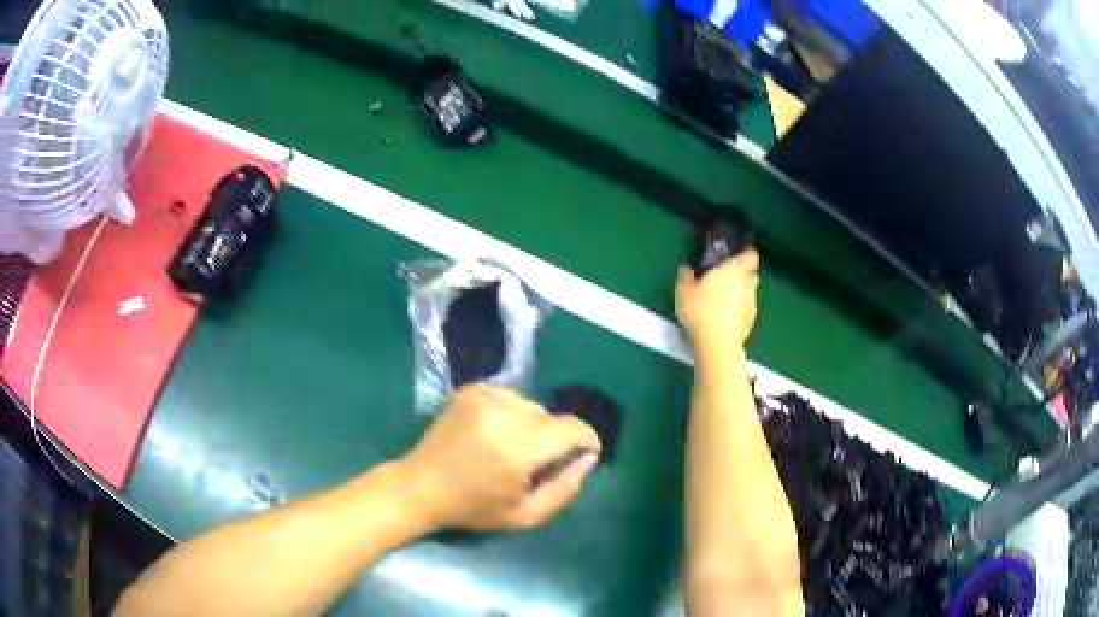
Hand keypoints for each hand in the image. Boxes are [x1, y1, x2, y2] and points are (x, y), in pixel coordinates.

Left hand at [399, 386, 600, 531]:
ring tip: (513, 447)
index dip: (587, 438)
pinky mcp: (469, 391)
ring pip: (530, 405)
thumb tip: (588, 459)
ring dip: (532, 424)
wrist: (420, 486)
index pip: (570, 428)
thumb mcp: (525, 515)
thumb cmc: (473, 508)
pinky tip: (494, 433)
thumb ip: (565, 489)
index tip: (587, 451)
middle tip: (537, 462)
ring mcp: (483, 398)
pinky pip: (508, 396)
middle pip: (550, 417)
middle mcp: (502, 415)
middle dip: (554, 438)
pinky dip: (511, 412)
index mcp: (517, 449)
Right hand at [676, 249, 759, 346]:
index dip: (746, 254)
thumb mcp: (684, 292)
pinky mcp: (751, 321)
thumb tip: (685, 269)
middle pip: (752, 274)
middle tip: (728, 279)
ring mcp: (752, 303)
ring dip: (742, 293)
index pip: (750, 255)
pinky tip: (727, 318)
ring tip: (726, 300)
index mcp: (733, 270)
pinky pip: (747, 310)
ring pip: (750, 292)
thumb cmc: (701, 310)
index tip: (738, 256)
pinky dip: (741, 310)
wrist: (717, 342)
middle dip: (743, 274)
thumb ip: (685, 277)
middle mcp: (747, 284)